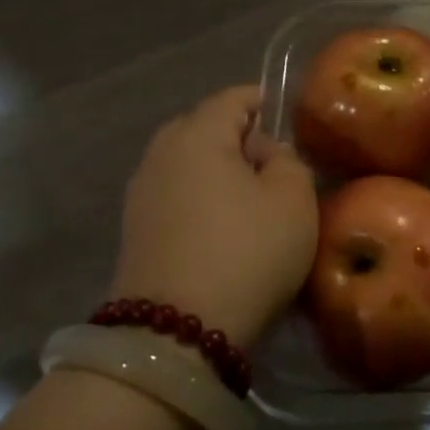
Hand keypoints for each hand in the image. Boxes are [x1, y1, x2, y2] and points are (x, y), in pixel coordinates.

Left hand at [110, 85, 318, 350]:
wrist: (176, 332)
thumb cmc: (247, 251)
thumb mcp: (293, 199)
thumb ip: (288, 160)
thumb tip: (264, 153)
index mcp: (197, 134)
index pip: (233, 97)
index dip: (265, 102)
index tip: (291, 121)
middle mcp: (160, 154)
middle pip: (204, 127)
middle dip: (240, 138)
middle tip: (275, 166)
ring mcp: (141, 194)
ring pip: (188, 164)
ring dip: (219, 172)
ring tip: (252, 200)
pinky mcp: (135, 231)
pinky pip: (177, 196)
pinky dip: (201, 200)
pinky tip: (224, 228)